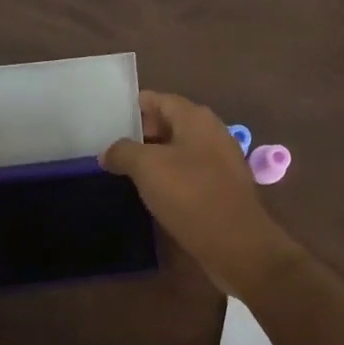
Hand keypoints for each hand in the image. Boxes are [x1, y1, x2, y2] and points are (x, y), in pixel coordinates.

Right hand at [101, 91, 301, 296]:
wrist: (236, 245)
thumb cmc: (190, 195)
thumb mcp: (146, 167)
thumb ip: (122, 152)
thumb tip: (107, 152)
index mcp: (196, 118)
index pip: (158, 100)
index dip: (132, 107)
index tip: (107, 121)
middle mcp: (211, 133)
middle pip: (169, 123)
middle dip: (141, 134)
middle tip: (111, 148)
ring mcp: (220, 162)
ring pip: (179, 150)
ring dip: (154, 158)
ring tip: (125, 171)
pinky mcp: (222, 189)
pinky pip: (189, 174)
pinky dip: (169, 178)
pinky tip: (151, 193)